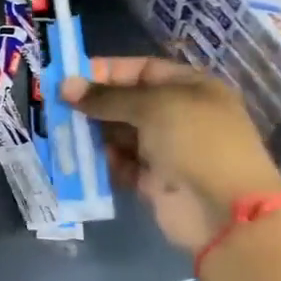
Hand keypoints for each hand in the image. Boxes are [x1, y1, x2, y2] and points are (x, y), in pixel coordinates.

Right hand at [60, 58, 280, 252]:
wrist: (224, 211)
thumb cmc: (196, 142)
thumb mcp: (152, 107)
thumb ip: (106, 97)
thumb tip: (64, 86)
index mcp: (190, 88)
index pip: (141, 70)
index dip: (106, 71)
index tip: (69, 77)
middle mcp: (178, 116)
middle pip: (127, 103)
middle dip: (93, 105)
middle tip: (55, 107)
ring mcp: (166, 150)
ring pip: (119, 135)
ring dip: (91, 134)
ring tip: (60, 132)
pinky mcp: (153, 180)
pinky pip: (119, 164)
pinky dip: (100, 162)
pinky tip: (77, 159)